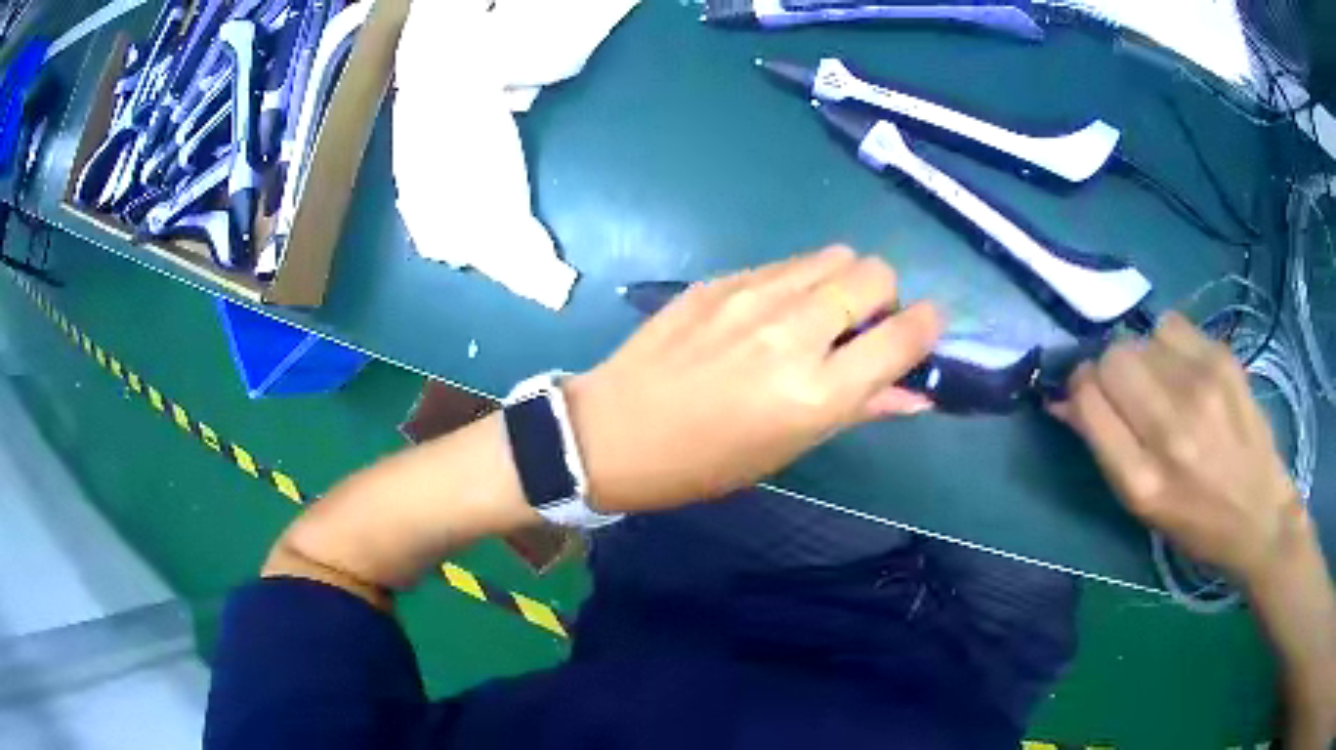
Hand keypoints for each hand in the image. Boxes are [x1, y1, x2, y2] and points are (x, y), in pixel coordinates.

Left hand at [565, 246, 941, 514]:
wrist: (613, 432)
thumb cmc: (706, 461)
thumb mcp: (789, 449)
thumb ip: (861, 410)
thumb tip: (918, 394)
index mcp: (816, 393)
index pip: (904, 336)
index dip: (927, 326)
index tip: (923, 329)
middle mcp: (793, 333)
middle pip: (874, 274)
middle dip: (884, 296)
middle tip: (861, 326)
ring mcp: (752, 298)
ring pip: (833, 256)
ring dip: (842, 282)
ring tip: (818, 315)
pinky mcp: (720, 281)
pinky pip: (785, 263)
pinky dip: (798, 281)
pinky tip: (769, 312)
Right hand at [1052, 313, 1306, 586]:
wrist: (1260, 513)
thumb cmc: (1196, 522)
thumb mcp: (1142, 505)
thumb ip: (1105, 447)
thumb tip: (1064, 399)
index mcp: (1142, 480)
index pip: (1089, 399)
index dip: (1079, 389)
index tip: (1088, 395)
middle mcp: (1171, 429)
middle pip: (1114, 358)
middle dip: (1110, 370)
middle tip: (1130, 393)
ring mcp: (1201, 388)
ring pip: (1142, 338)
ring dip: (1142, 357)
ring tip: (1164, 384)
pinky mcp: (1223, 359)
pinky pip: (1172, 325)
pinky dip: (1168, 342)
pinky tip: (1186, 370)